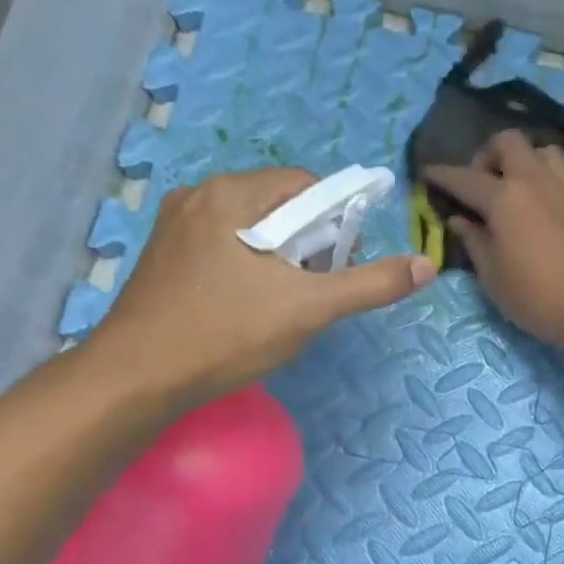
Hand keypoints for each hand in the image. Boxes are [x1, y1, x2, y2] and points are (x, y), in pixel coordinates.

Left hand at [91, 167, 433, 405]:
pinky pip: (226, 245)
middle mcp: (200, 196)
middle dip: (311, 242)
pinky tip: (251, 305)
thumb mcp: (311, 308)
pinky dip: (252, 266)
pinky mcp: (166, 255)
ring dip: (283, 257)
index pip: (308, 185)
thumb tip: (426, 265)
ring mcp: (176, 225)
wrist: (136, 378)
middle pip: (280, 204)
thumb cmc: (226, 333)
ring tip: (286, 302)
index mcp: (232, 195)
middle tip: (316, 289)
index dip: (338, 220)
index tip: (343, 264)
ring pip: (254, 227)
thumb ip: (371, 283)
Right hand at [425, 131, 563, 348]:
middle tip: (482, 184)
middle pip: (509, 141)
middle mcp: (537, 181)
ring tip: (518, 190)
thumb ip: (475, 242)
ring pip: (544, 151)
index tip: (428, 174)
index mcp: (505, 198)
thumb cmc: (538, 298)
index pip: (464, 177)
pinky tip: (545, 209)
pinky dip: (549, 181)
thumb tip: (461, 220)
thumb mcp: (493, 277)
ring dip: (526, 161)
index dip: (441, 175)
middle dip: (488, 154)